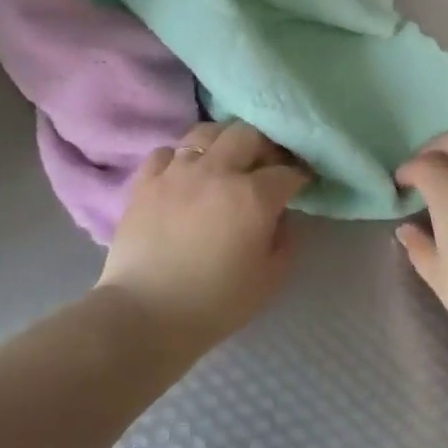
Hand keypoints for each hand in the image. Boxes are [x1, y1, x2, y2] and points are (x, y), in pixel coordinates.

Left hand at [99, 120, 311, 347]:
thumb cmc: (215, 303)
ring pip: (206, 131)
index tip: (301, 183)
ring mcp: (177, 171)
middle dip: (264, 146)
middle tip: (266, 166)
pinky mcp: (145, 181)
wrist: (146, 315)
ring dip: (224, 141)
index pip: (287, 171)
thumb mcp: (270, 279)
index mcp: (253, 196)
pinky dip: (180, 158)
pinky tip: (184, 175)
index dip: (299, 176)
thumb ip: (284, 239)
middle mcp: (217, 171)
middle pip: (248, 134)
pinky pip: (167, 152)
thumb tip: (278, 216)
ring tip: (225, 161)